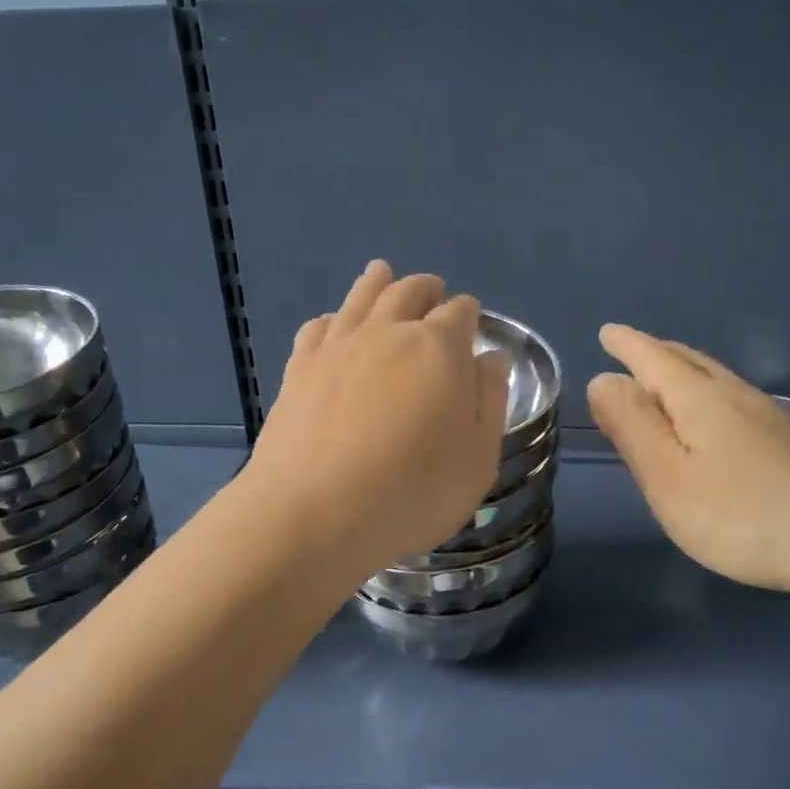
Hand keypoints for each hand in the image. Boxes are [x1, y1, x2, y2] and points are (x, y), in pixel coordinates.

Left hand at [246, 261, 511, 577]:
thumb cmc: (412, 493)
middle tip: (434, 294)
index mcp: (439, 348)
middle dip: (427, 290)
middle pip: (409, 292)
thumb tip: (490, 359)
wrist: (314, 514)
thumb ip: (489, 401)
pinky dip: (334, 318)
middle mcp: (388, 332)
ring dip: (378, 283)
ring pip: (361, 298)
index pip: (460, 312)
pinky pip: (319, 327)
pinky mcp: (299, 368)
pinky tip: (334, 326)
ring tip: (384, 273)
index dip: (469, 315)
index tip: (471, 325)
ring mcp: (338, 347)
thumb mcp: (478, 458)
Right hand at [586, 325, 789, 601]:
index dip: (627, 345)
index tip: (608, 332)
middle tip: (633, 348)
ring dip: (686, 369)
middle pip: (689, 361)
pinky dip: (712, 394)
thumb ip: (632, 427)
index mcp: (699, 400)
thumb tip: (603, 379)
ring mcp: (773, 416)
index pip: (653, 359)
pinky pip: (739, 399)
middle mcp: (737, 395)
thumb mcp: (669, 477)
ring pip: (719, 378)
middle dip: (656, 351)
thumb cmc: (743, 516)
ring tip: (669, 376)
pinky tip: (721, 417)